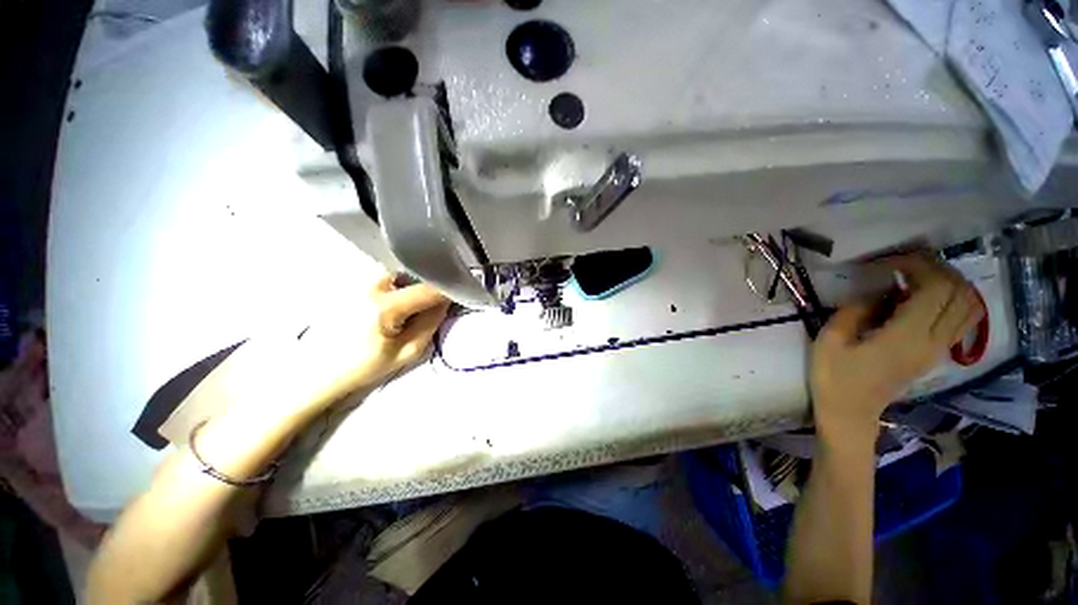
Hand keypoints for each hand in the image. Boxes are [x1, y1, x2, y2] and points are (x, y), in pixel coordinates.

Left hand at [293, 274, 450, 412]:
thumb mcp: (406, 352)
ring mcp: (357, 282)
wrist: (313, 371)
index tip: (457, 297)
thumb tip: (445, 302)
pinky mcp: (349, 284)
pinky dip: (395, 286)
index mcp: (385, 306)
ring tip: (408, 307)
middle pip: (413, 274)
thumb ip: (430, 324)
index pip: (428, 289)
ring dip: (410, 285)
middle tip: (428, 306)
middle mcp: (370, 286)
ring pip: (398, 274)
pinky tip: (390, 305)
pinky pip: (383, 278)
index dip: (447, 291)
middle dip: (426, 287)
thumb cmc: (361, 367)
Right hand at [810, 254, 983, 441]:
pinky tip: (923, 296)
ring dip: (948, 282)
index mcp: (906, 338)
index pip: (935, 288)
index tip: (887, 261)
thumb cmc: (834, 377)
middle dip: (935, 268)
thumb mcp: (830, 341)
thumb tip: (878, 289)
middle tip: (903, 263)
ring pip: (968, 305)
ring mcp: (939, 349)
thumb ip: (855, 310)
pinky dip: (951, 298)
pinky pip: (961, 319)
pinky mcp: (936, 353)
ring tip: (916, 276)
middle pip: (959, 292)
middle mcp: (933, 341)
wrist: (850, 413)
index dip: (917, 265)